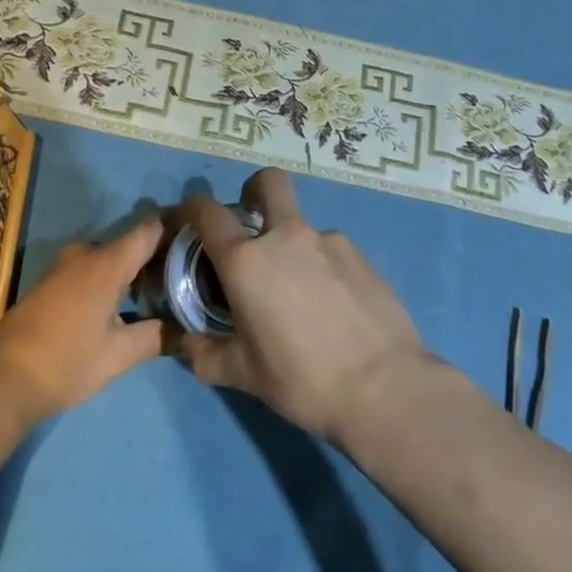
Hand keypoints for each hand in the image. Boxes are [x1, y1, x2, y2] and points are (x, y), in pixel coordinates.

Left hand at [0, 217, 165, 428]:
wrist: (2, 380)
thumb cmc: (66, 363)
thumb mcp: (118, 355)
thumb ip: (156, 336)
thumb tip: (184, 331)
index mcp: (107, 262)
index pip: (150, 229)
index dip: (176, 228)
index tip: (200, 239)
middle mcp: (86, 253)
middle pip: (131, 244)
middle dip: (157, 259)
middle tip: (185, 280)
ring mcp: (64, 265)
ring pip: (110, 258)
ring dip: (133, 272)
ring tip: (161, 295)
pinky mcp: (51, 280)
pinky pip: (91, 268)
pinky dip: (111, 279)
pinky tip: (124, 305)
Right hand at [173, 169, 430, 443]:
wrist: (385, 388)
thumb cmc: (302, 380)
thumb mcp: (243, 375)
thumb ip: (206, 355)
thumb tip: (186, 345)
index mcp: (247, 260)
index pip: (208, 212)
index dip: (193, 208)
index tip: (189, 218)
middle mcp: (286, 237)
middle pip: (268, 183)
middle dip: (254, 190)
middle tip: (253, 223)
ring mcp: (328, 241)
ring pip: (302, 225)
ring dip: (292, 244)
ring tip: (300, 292)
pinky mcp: (362, 256)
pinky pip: (330, 250)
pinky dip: (322, 266)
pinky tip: (333, 305)